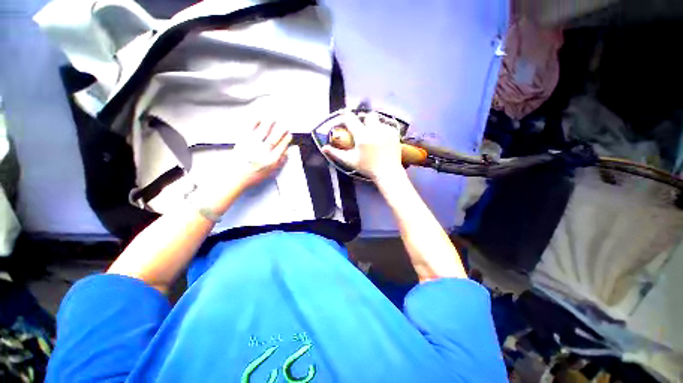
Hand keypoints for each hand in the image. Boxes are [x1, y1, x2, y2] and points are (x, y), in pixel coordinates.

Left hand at [232, 120, 291, 191]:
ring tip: (273, 118)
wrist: (234, 178)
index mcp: (270, 161)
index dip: (286, 140)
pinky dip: (254, 123)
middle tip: (285, 125)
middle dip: (280, 131)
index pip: (281, 148)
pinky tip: (258, 118)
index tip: (289, 135)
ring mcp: (251, 146)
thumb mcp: (269, 173)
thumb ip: (279, 163)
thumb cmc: (252, 176)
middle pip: (273, 139)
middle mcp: (262, 152)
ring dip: (269, 124)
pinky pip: (249, 130)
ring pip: (262, 133)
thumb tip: (285, 153)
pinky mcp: (242, 142)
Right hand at [322, 112, 402, 181]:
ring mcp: (386, 130)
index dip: (345, 115)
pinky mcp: (394, 133)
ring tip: (372, 135)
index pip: (351, 119)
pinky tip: (381, 139)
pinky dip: (382, 130)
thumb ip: (336, 153)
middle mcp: (375, 129)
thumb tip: (324, 148)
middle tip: (361, 128)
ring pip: (378, 120)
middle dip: (363, 119)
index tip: (343, 114)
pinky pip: (386, 126)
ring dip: (373, 125)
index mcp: (362, 136)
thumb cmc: (367, 168)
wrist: (388, 172)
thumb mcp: (350, 161)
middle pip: (368, 115)